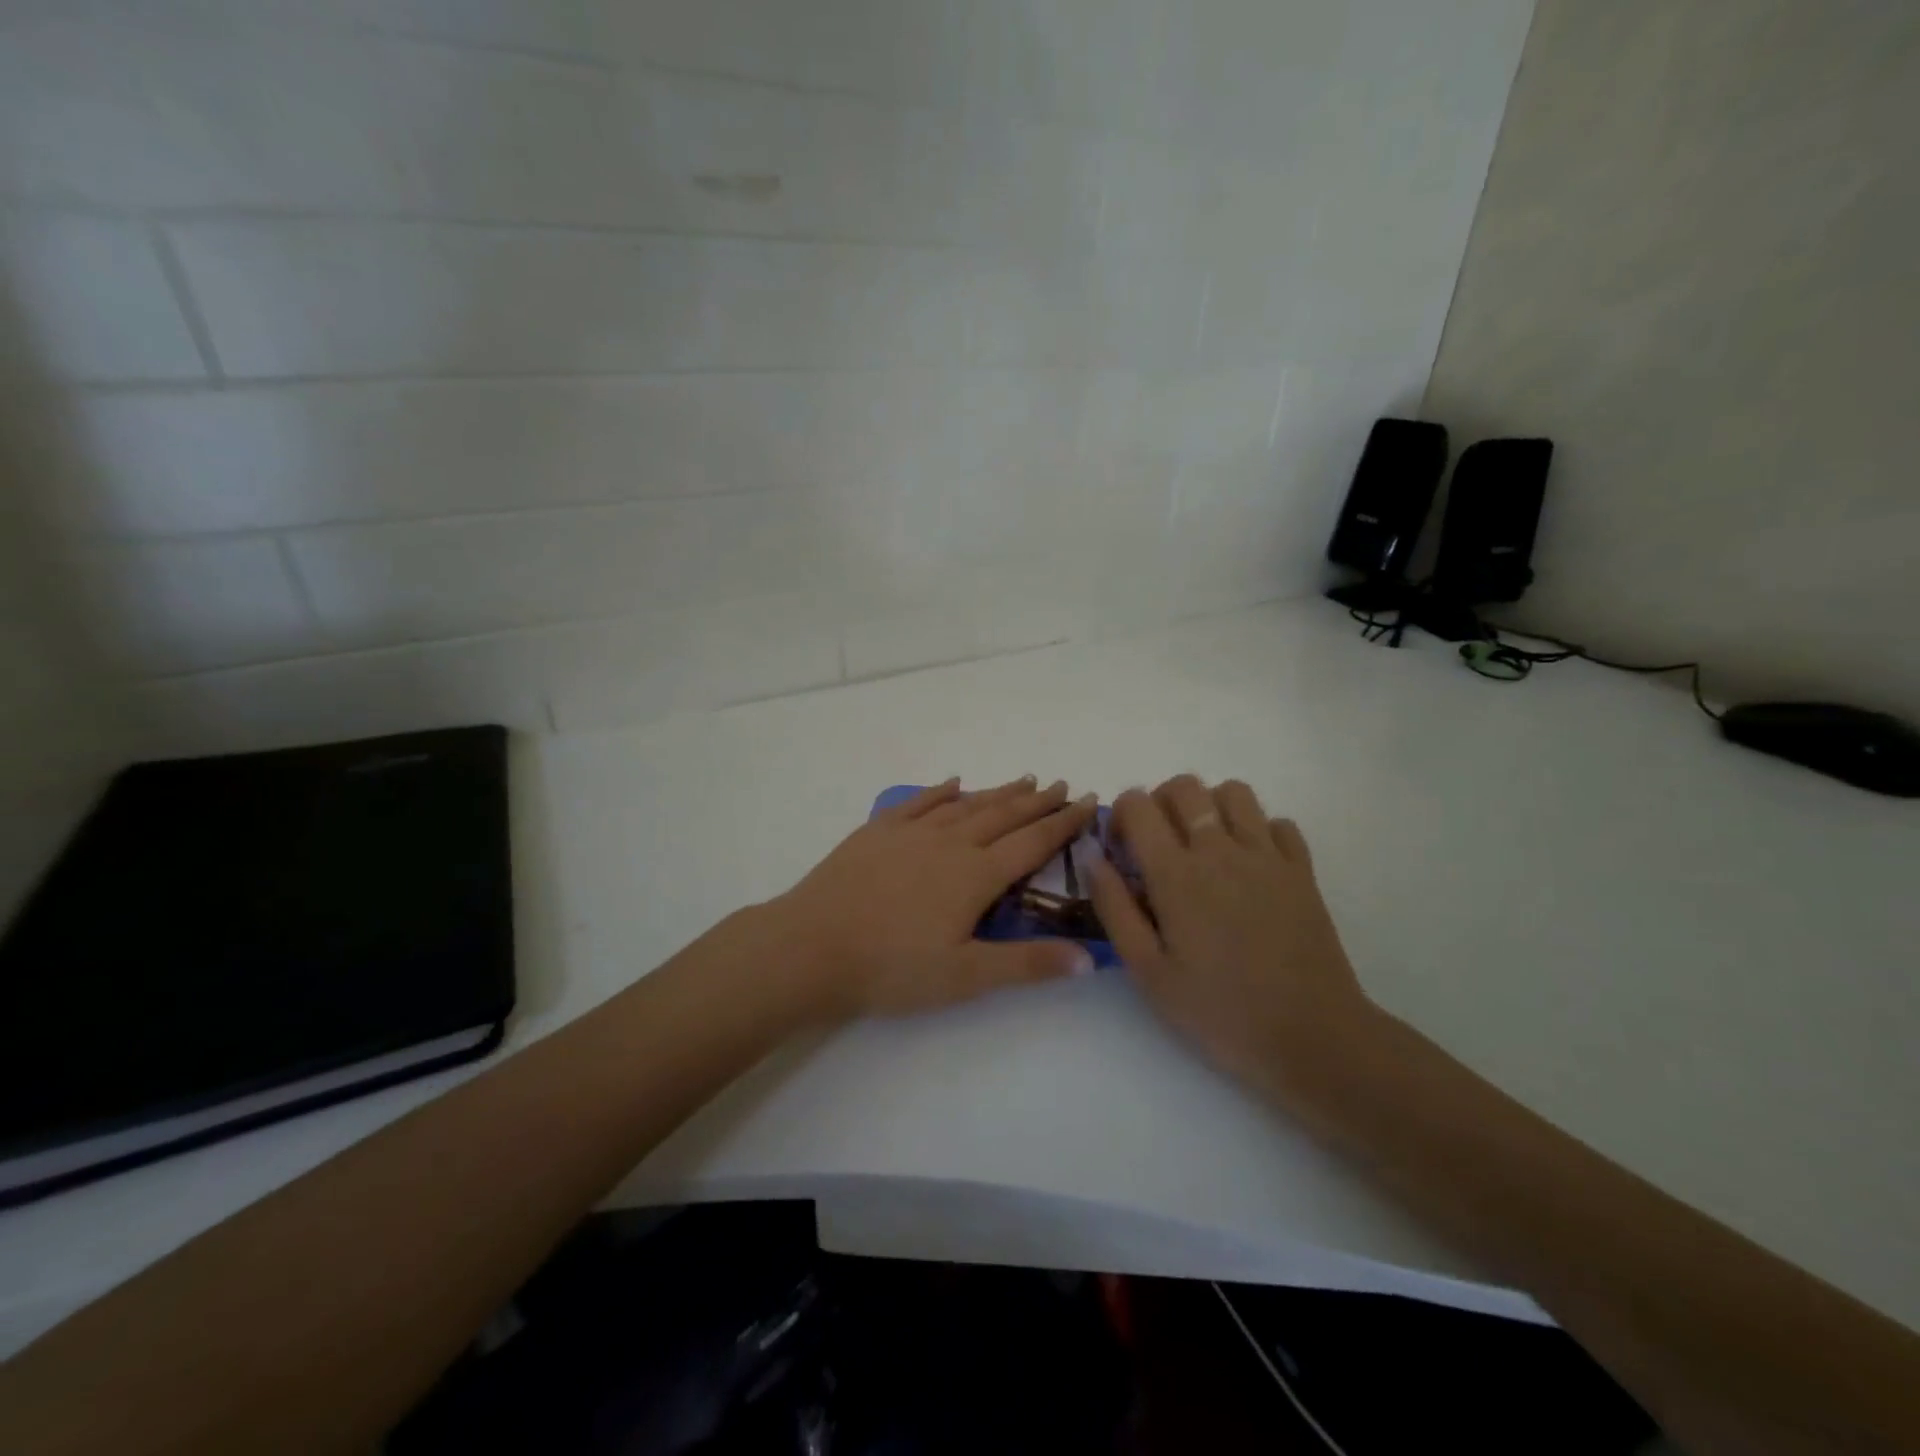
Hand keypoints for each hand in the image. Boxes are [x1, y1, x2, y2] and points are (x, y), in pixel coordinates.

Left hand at [764, 776, 1098, 1018]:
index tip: (1089, 801)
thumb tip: (1090, 958)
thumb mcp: (966, 976)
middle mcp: (950, 843)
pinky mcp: (878, 831)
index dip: (1064, 822)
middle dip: (1038, 801)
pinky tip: (953, 783)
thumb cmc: (892, 968)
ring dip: (998, 792)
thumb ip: (1027, 964)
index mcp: (976, 875)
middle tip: (1063, 785)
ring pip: (966, 805)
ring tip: (1024, 780)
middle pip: (1004, 815)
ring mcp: (911, 832)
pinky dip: (941, 791)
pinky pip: (918, 802)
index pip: (1032, 842)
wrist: (811, 946)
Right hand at [1088, 775, 1375, 1100]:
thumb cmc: (1218, 1011)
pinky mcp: (1302, 870)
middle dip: (1159, 802)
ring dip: (1210, 806)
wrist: (1311, 1037)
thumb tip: (1091, 856)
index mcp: (1176, 873)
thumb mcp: (1148, 970)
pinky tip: (1249, 866)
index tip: (1120, 850)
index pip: (1137, 803)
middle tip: (1158, 844)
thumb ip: (1114, 907)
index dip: (1120, 815)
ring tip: (1204, 846)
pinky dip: (1258, 831)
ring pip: (1233, 791)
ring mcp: (1267, 855)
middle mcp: (1220, 849)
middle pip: (1184, 786)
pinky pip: (1278, 822)